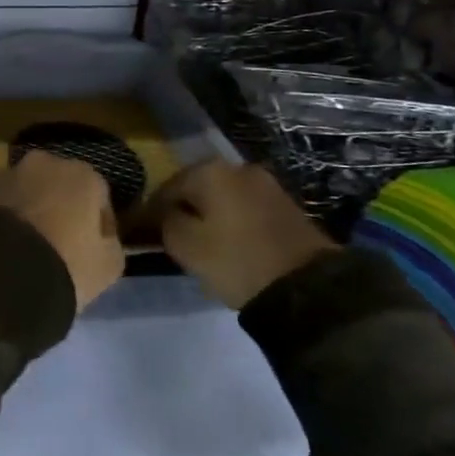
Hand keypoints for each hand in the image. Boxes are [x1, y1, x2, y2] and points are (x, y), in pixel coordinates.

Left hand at [0, 150, 124, 311]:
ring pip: (22, 191)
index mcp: (81, 175)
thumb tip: (103, 238)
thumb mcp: (108, 267)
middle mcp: (42, 163)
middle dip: (58, 209)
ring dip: (25, 210)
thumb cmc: (65, 266)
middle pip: (57, 186)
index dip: (98, 224)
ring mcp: (3, 173)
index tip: (92, 249)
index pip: (98, 196)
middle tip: (55, 244)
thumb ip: (111, 244)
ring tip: (21, 247)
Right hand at [141, 160, 334, 309]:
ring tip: (205, 244)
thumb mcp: (184, 245)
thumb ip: (165, 222)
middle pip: (197, 188)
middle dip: (185, 209)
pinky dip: (234, 222)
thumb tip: (167, 214)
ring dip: (211, 215)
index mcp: (209, 170)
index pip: (166, 187)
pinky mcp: (287, 205)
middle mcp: (237, 167)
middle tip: (176, 238)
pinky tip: (232, 243)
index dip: (153, 212)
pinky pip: (246, 208)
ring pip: (224, 198)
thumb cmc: (236, 260)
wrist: (308, 287)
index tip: (146, 234)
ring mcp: (267, 184)